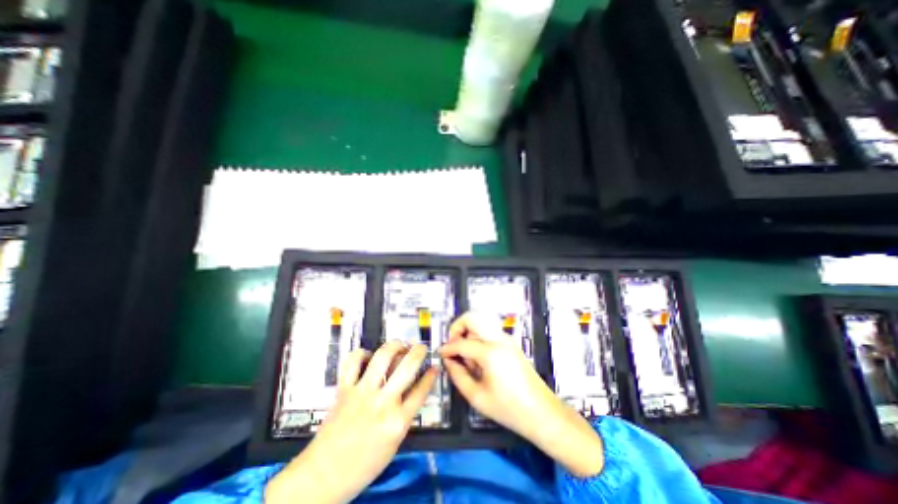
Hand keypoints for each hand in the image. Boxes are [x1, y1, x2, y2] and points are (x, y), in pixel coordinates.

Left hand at [263, 342, 436, 503]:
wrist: (323, 475)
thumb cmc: (364, 463)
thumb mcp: (394, 442)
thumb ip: (405, 414)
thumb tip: (413, 388)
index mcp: (398, 421)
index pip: (421, 390)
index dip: (431, 375)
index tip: (434, 366)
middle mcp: (383, 402)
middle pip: (407, 367)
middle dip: (418, 352)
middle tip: (421, 348)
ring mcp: (362, 392)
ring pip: (382, 357)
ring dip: (394, 345)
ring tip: (400, 345)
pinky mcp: (345, 389)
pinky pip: (353, 362)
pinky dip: (361, 353)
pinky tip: (368, 355)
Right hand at [438, 313, 554, 439]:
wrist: (542, 412)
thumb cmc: (510, 409)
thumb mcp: (477, 397)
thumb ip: (457, 375)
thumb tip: (448, 360)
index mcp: (491, 353)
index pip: (461, 342)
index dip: (447, 348)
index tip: (440, 354)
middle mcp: (499, 339)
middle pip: (472, 318)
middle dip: (457, 328)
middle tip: (453, 346)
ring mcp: (507, 339)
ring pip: (480, 323)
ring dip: (469, 334)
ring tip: (469, 359)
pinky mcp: (510, 343)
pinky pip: (488, 332)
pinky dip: (479, 339)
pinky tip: (479, 360)